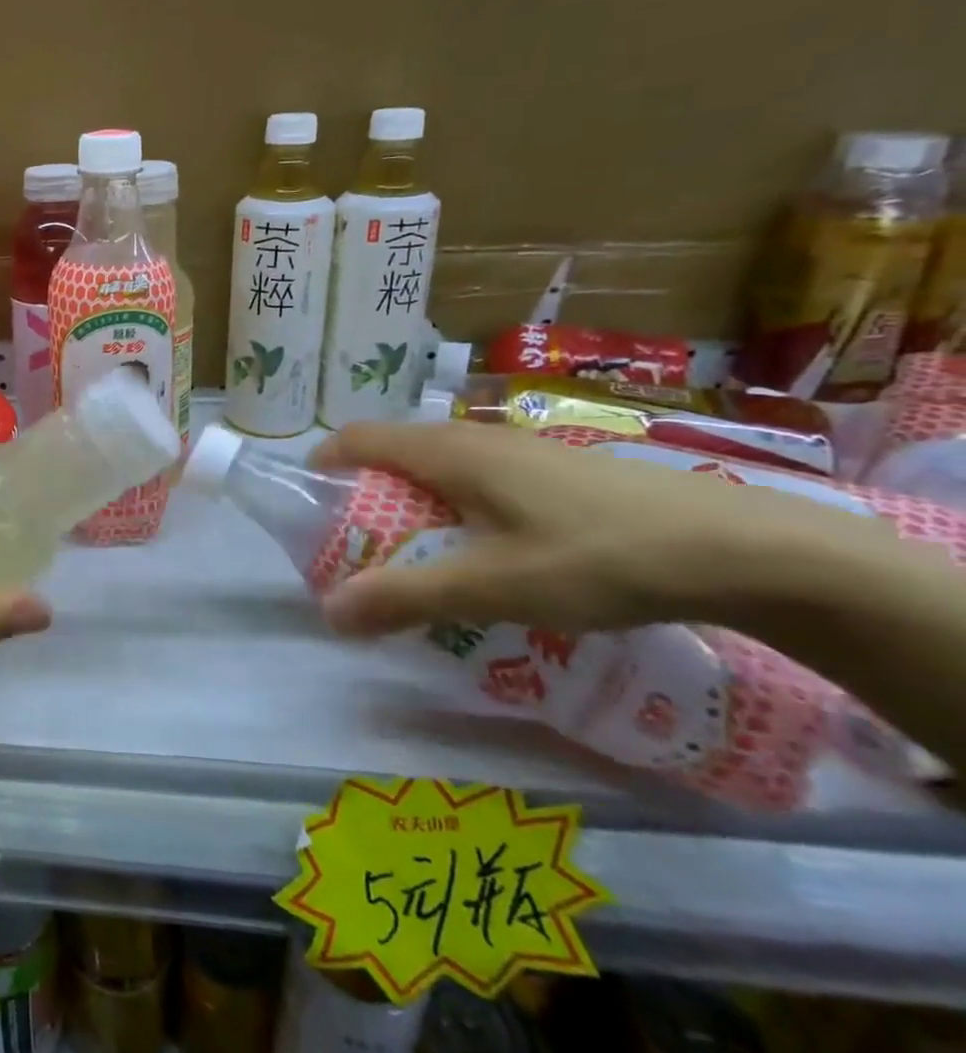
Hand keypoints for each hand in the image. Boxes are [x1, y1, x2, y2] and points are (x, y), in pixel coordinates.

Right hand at [310, 420, 902, 641]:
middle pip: (394, 453)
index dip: (323, 465)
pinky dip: (456, 510)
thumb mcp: (491, 586)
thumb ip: (405, 597)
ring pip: (440, 469)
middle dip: (363, 495)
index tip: (309, 509)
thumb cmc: (596, 556)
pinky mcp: (558, 472)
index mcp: (446, 451)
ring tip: (420, 560)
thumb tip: (328, 614)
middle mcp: (475, 438)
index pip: (357, 438)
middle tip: (360, 550)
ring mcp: (521, 452)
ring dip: (412, 505)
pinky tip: (489, 557)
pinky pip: (479, 480)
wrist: (742, 548)